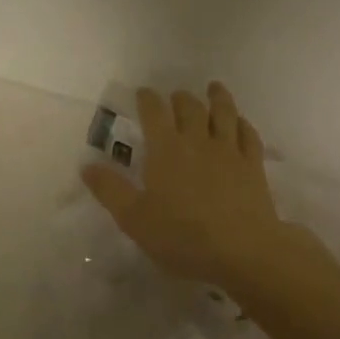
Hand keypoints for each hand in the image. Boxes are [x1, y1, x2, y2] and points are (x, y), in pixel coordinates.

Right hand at [80, 83, 292, 291]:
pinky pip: (249, 135)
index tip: (143, 92)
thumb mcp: (134, 219)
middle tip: (176, 96)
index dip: (148, 99)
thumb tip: (87, 166)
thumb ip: (110, 190)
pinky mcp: (253, 166)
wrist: (242, 250)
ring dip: (217, 98)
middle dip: (180, 98)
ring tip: (214, 88)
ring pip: (224, 113)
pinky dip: (243, 123)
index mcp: (166, 150)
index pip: (154, 113)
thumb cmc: (182, 236)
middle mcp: (197, 141)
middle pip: (190, 108)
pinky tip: (241, 123)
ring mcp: (229, 151)